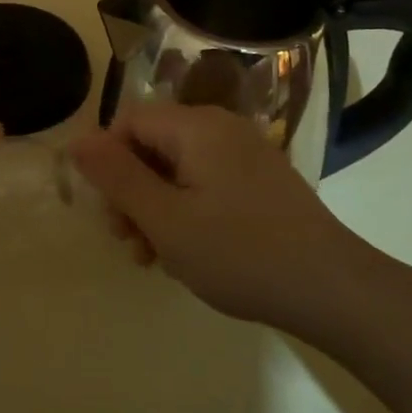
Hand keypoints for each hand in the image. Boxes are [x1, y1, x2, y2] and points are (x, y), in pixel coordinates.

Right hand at [69, 102, 362, 331]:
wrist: (334, 290)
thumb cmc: (240, 253)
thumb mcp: (165, 219)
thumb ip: (116, 177)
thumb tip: (77, 140)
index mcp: (196, 126)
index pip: (129, 122)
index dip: (107, 162)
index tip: (108, 211)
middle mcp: (222, 128)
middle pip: (153, 145)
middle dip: (131, 191)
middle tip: (129, 242)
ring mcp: (247, 154)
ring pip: (179, 169)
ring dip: (156, 207)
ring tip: (155, 257)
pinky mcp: (263, 181)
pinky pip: (207, 182)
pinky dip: (188, 210)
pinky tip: (189, 252)